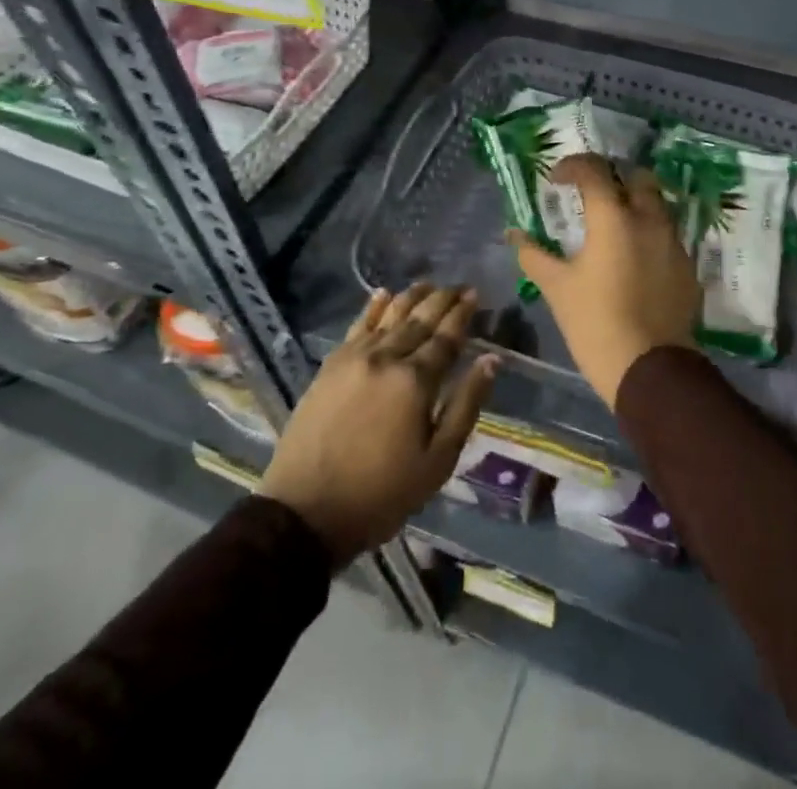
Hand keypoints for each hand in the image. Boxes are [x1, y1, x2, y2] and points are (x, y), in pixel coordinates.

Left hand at [261, 283, 497, 566]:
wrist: (305, 513)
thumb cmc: (381, 494)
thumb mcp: (437, 461)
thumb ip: (466, 405)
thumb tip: (491, 360)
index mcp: (416, 381)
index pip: (447, 336)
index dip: (462, 313)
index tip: (474, 294)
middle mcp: (387, 357)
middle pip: (420, 319)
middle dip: (442, 299)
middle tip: (458, 285)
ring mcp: (355, 358)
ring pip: (389, 315)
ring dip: (411, 296)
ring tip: (428, 284)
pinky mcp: (330, 366)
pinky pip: (357, 325)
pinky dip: (373, 307)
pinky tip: (382, 293)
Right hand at [510, 155, 700, 406]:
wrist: (650, 370)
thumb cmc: (595, 323)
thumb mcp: (557, 288)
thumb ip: (534, 255)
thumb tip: (514, 234)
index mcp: (614, 218)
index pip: (594, 171)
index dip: (572, 166)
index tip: (556, 179)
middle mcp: (649, 220)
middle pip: (637, 178)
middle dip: (614, 178)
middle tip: (593, 194)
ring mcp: (674, 243)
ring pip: (658, 206)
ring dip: (636, 205)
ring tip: (615, 226)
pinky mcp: (688, 267)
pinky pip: (668, 237)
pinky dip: (650, 235)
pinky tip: (636, 259)